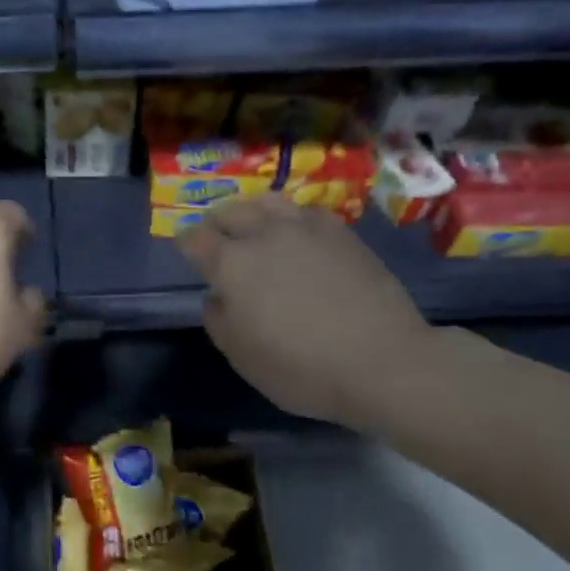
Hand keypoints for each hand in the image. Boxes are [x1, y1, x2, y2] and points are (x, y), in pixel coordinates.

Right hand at [176, 195, 434, 425]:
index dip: (186, 243)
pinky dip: (292, 219)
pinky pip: (306, 212)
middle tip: (218, 237)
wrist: (382, 362)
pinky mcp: (342, 234)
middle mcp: (264, 235)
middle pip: (230, 211)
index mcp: (232, 265)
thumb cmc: (301, 368)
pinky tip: (298, 236)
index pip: (196, 239)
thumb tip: (218, 297)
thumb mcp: (242, 357)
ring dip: (253, 211)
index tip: (187, 251)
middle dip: (217, 222)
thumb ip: (218, 320)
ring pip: (268, 202)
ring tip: (255, 226)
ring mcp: (306, 230)